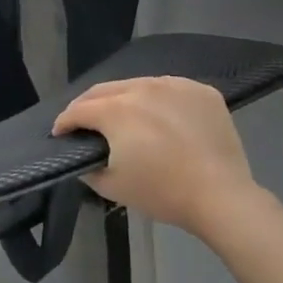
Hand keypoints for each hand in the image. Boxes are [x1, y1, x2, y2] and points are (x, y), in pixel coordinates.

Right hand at [53, 76, 266, 239]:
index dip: (65, 122)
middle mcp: (141, 87)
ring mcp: (174, 85)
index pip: (79, 110)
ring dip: (123, 99)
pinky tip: (160, 117)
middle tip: (83, 122)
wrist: (222, 197)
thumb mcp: (112, 186)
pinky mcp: (201, 91)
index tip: (60, 133)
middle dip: (88, 105)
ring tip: (123, 116)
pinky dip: (158, 99)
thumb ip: (88, 168)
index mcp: (115, 110)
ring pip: (137, 85)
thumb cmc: (162, 192)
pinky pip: (169, 89)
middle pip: (104, 90)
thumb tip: (85, 157)